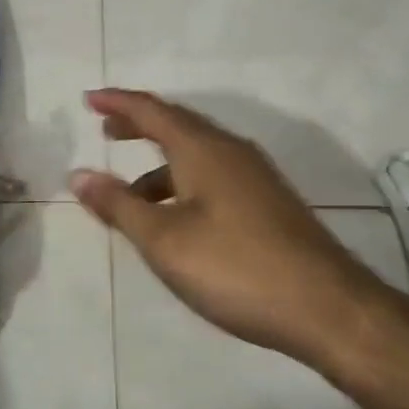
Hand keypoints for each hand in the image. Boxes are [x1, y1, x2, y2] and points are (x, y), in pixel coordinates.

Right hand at [69, 89, 377, 359]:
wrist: (330, 309)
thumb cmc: (236, 268)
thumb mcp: (164, 241)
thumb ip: (118, 205)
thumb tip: (78, 174)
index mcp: (203, 149)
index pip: (152, 110)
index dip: (118, 102)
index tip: (89, 99)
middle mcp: (231, 151)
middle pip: (178, 124)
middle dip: (139, 124)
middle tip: (107, 130)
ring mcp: (256, 177)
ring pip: (197, 153)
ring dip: (160, 161)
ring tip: (130, 190)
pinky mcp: (269, 203)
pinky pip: (214, 174)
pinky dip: (183, 181)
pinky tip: (177, 217)